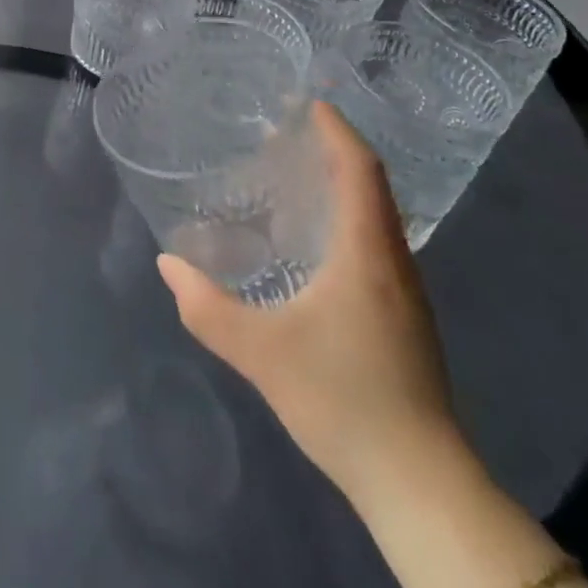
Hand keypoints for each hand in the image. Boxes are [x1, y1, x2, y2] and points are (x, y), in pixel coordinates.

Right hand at [157, 100, 459, 509]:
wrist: (420, 485)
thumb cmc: (343, 400)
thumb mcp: (261, 352)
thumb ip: (207, 307)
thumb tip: (168, 264)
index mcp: (367, 254)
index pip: (360, 170)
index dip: (338, 130)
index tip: (309, 102)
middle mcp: (394, 263)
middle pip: (372, 187)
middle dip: (336, 151)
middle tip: (290, 132)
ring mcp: (407, 294)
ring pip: (378, 218)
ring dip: (344, 186)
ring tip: (297, 176)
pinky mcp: (406, 321)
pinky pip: (377, 245)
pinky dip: (349, 219)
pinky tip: (315, 243)